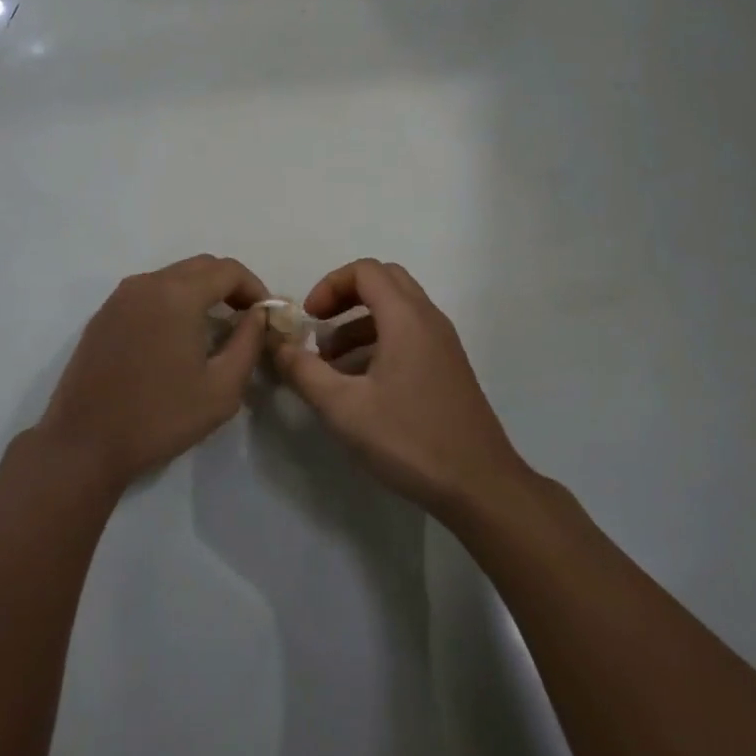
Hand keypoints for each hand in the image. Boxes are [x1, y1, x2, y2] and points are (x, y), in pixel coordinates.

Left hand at [37, 255, 268, 492]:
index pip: (229, 270)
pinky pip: (149, 293)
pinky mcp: (103, 315)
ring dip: (200, 293)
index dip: (255, 288)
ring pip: (173, 277)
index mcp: (178, 294)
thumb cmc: (160, 417)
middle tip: (245, 320)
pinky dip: (172, 302)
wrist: (84, 444)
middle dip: (229, 287)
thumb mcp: (222, 388)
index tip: (266, 317)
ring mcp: (120, 297)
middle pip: (201, 267)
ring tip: (213, 329)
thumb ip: (249, 343)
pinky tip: (176, 338)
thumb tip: (258, 316)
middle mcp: (147, 283)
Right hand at [273, 259, 530, 520]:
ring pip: (397, 310)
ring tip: (331, 364)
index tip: (308, 319)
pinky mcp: (448, 367)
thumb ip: (304, 372)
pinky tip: (361, 384)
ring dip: (360, 323)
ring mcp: (443, 343)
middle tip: (319, 328)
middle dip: (345, 297)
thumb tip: (275, 345)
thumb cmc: (409, 440)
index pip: (365, 270)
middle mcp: (429, 319)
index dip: (329, 285)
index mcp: (406, 318)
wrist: (480, 485)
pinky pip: (410, 334)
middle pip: (384, 281)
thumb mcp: (344, 408)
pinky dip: (380, 342)